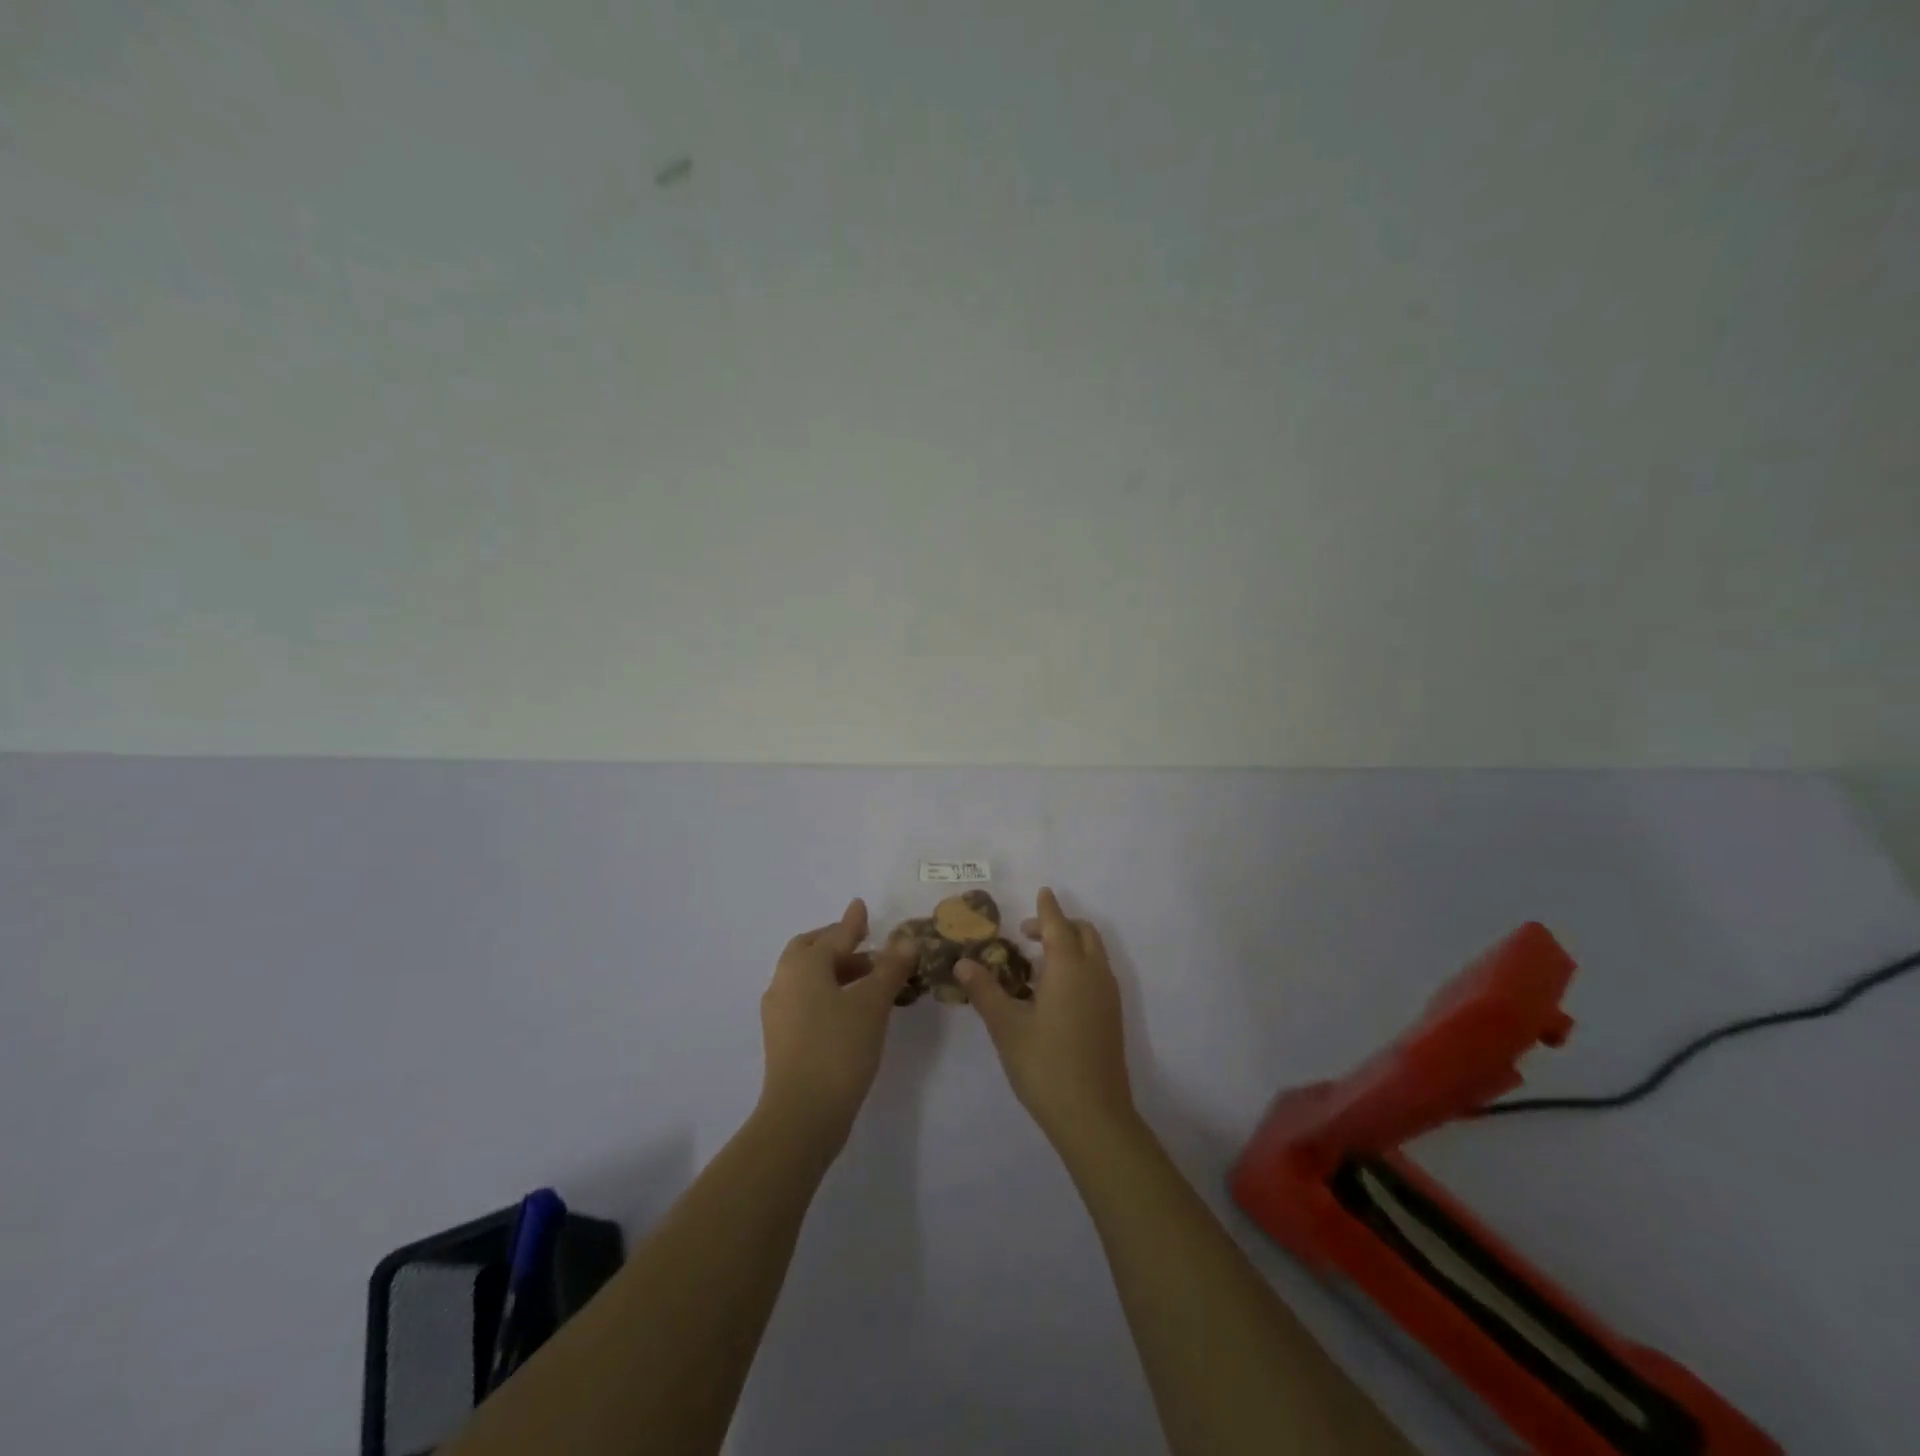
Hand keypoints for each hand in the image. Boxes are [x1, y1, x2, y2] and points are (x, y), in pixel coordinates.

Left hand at [759, 898, 914, 1147]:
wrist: (802, 1115)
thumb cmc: (839, 1048)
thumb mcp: (873, 1003)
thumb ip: (890, 968)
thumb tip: (906, 939)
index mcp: (803, 965)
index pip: (835, 935)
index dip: (853, 922)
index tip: (861, 906)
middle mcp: (785, 981)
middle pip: (811, 950)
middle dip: (839, 944)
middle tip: (867, 945)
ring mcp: (779, 1012)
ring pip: (809, 977)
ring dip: (837, 971)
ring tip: (871, 979)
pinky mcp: (782, 1038)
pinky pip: (807, 999)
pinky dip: (829, 992)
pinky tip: (853, 1008)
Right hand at [959, 888, 1135, 1147]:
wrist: (1093, 1116)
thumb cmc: (1045, 1065)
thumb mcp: (1006, 1026)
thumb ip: (985, 990)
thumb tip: (964, 962)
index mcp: (1069, 967)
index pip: (1057, 925)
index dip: (1047, 908)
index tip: (1041, 892)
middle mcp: (1094, 973)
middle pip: (1083, 933)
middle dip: (1059, 924)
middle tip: (1027, 934)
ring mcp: (1108, 996)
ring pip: (1094, 953)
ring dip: (1070, 945)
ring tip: (1037, 963)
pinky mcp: (1112, 1016)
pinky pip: (1097, 973)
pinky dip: (1079, 965)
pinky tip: (1054, 992)